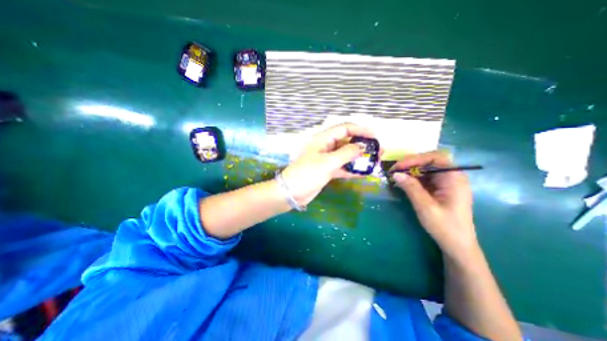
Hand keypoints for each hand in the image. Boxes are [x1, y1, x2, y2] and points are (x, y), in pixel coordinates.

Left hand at [281, 124, 374, 205]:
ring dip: (360, 158)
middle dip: (363, 145)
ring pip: (347, 155)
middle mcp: (326, 147)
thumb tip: (363, 147)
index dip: (360, 130)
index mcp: (323, 139)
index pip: (344, 129)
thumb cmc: (307, 174)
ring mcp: (327, 159)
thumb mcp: (328, 162)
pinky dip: (353, 169)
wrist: (292, 192)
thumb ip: (346, 153)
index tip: (374, 136)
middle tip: (378, 150)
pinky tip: (365, 173)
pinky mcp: (328, 170)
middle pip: (347, 142)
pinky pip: (343, 167)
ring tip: (376, 160)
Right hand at [388, 151, 478, 257]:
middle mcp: (451, 177)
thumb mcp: (425, 206)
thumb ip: (411, 188)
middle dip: (410, 164)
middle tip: (394, 170)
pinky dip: (412, 179)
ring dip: (409, 171)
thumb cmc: (445, 226)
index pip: (435, 158)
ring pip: (425, 169)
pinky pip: (424, 178)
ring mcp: (445, 183)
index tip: (398, 166)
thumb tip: (395, 174)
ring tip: (395, 176)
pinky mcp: (439, 189)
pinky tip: (403, 182)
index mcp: (454, 178)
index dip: (415, 159)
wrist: (457, 245)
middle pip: (429, 161)